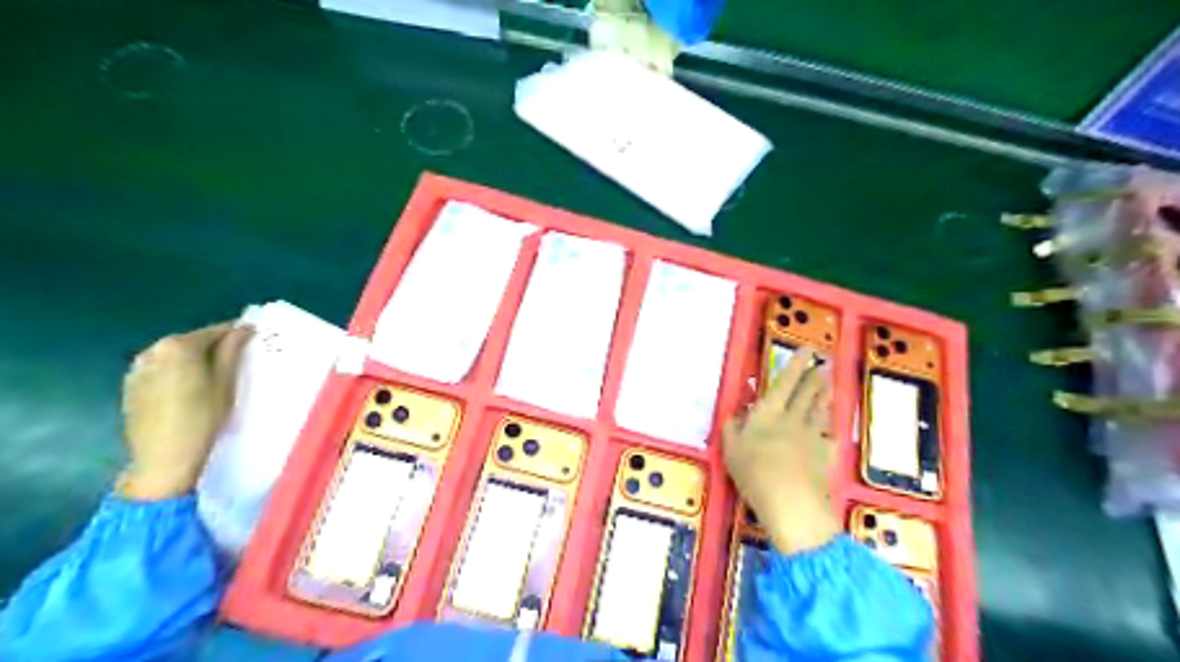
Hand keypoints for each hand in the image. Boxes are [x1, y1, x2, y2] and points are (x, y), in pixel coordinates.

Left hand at [117, 323, 253, 498]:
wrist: (163, 457)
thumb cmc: (203, 417)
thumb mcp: (226, 382)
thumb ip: (232, 350)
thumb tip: (244, 328)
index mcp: (178, 346)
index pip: (215, 331)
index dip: (236, 334)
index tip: (254, 340)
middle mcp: (152, 351)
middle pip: (192, 342)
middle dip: (214, 347)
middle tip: (237, 361)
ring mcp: (137, 369)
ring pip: (175, 356)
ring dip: (195, 361)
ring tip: (214, 377)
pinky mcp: (131, 386)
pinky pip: (161, 370)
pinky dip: (178, 373)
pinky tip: (190, 390)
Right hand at [720, 350, 839, 556]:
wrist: (791, 502)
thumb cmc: (754, 472)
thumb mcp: (731, 450)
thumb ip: (732, 429)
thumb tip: (736, 414)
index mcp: (768, 414)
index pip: (784, 383)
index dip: (796, 365)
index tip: (807, 349)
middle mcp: (792, 419)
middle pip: (806, 393)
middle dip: (815, 375)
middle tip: (824, 362)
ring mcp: (812, 437)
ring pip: (820, 410)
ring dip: (824, 394)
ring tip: (829, 383)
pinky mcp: (825, 456)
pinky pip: (829, 437)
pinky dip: (830, 430)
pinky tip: (832, 429)